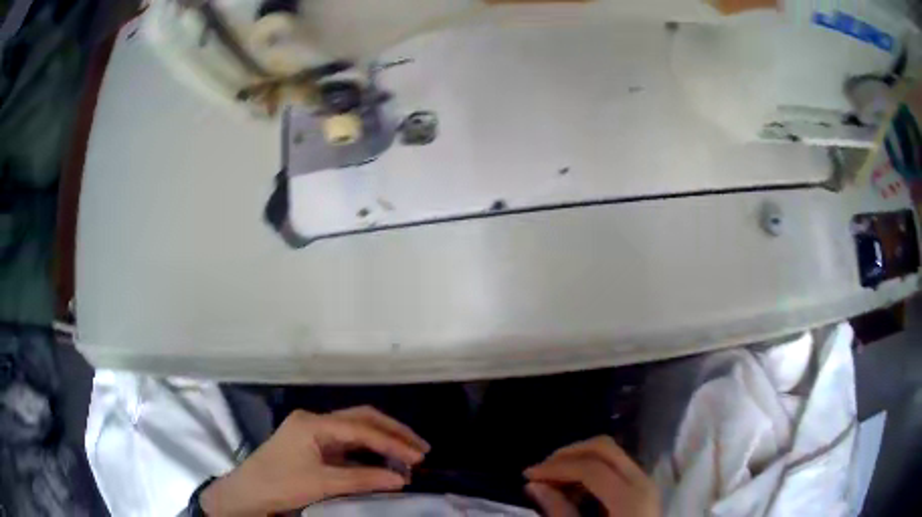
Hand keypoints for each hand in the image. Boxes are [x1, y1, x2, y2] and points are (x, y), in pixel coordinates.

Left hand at [200, 406, 428, 515]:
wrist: (247, 493)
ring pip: (355, 429)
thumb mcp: (322, 483)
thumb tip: (402, 479)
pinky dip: (368, 452)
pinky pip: (347, 444)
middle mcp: (314, 421)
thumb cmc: (280, 484)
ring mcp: (313, 432)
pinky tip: (383, 462)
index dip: (392, 442)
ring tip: (409, 454)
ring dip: (382, 441)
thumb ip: (362, 479)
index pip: (361, 428)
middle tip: (421, 449)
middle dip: (392, 432)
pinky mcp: (313, 445)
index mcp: (313, 423)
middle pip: (360, 419)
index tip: (418, 457)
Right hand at [524, 436, 659, 516]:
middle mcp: (642, 481)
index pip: (590, 467)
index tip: (528, 475)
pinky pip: (616, 465)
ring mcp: (645, 481)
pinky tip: (574, 486)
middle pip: (604, 448)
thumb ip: (559, 511)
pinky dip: (591, 468)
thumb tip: (534, 485)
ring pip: (611, 453)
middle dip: (568, 454)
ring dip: (579, 459)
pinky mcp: (642, 486)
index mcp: (629, 497)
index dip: (556, 467)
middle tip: (541, 470)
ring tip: (553, 479)